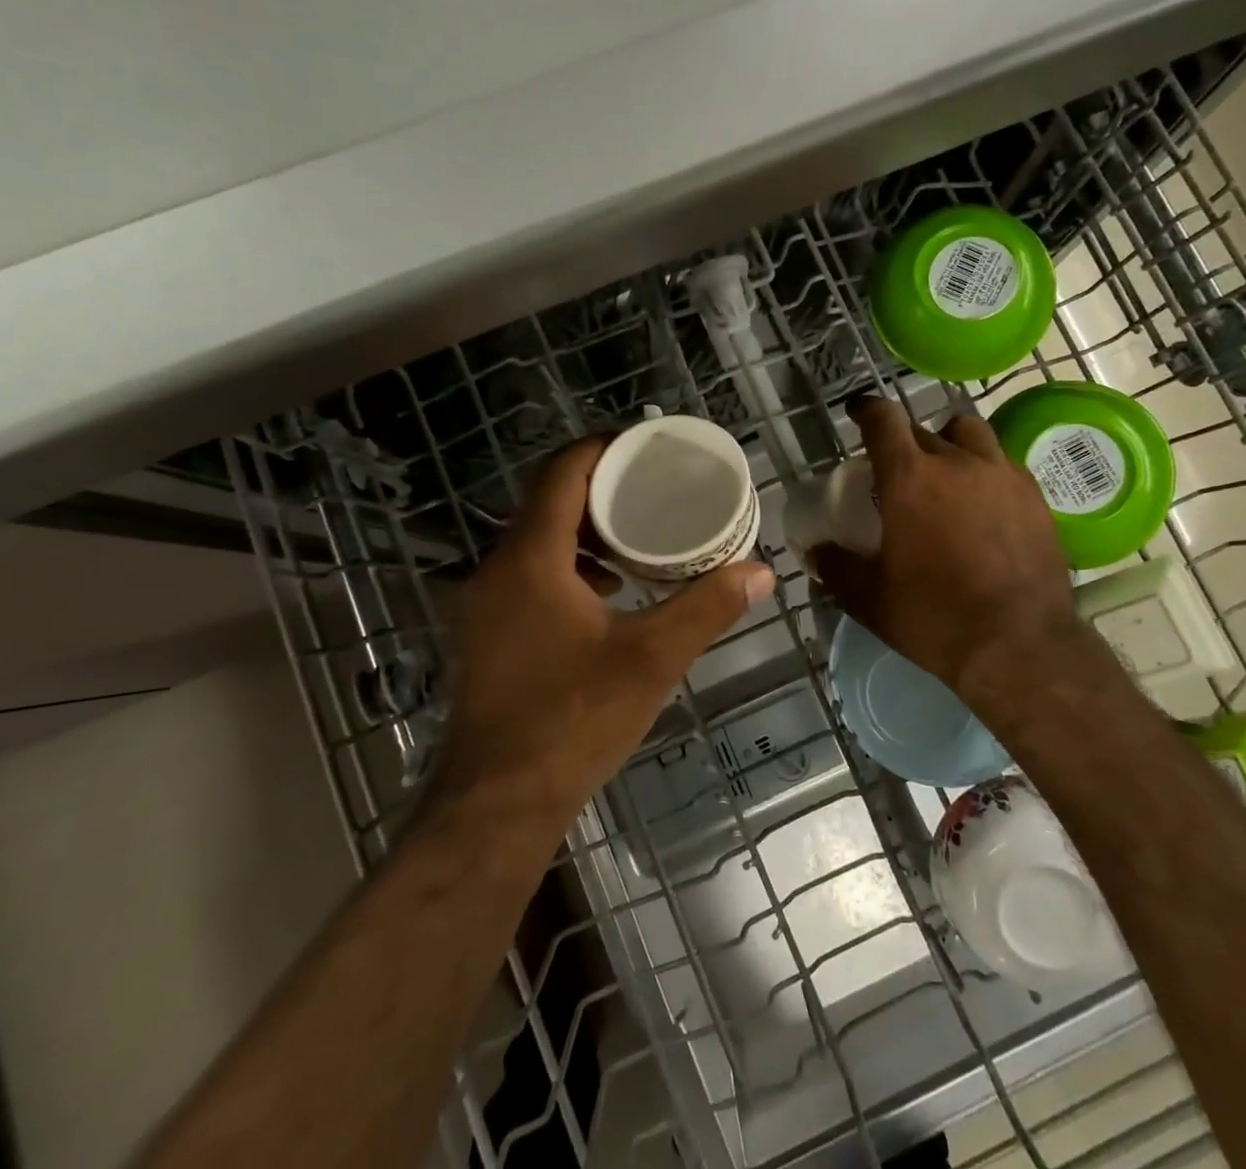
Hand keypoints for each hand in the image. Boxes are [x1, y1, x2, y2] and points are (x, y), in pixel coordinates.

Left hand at [436, 437, 774, 821]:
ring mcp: (484, 603)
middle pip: (547, 502)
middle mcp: (497, 569)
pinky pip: (528, 574)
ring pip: (536, 540)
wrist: (497, 803)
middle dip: (600, 488)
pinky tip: (607, 592)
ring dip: (583, 530)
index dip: (603, 448)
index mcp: (530, 558)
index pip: (562, 472)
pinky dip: (567, 565)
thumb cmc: (573, 720)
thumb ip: (706, 608)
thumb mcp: (651, 659)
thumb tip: (761, 572)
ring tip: (637, 536)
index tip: (645, 443)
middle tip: (653, 487)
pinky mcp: (486, 633)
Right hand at [813, 397, 1083, 730]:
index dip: (867, 410)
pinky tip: (984, 503)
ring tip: (947, 473)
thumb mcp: (868, 598)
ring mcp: (1002, 475)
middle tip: (897, 473)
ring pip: (970, 434)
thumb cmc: (933, 617)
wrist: (1019, 646)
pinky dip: (986, 470)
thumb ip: (836, 566)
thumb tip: (817, 551)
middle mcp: (957, 462)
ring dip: (951, 443)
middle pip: (923, 429)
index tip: (858, 412)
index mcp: (909, 478)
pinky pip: (1004, 463)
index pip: (884, 419)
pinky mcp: (1035, 496)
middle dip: (904, 443)